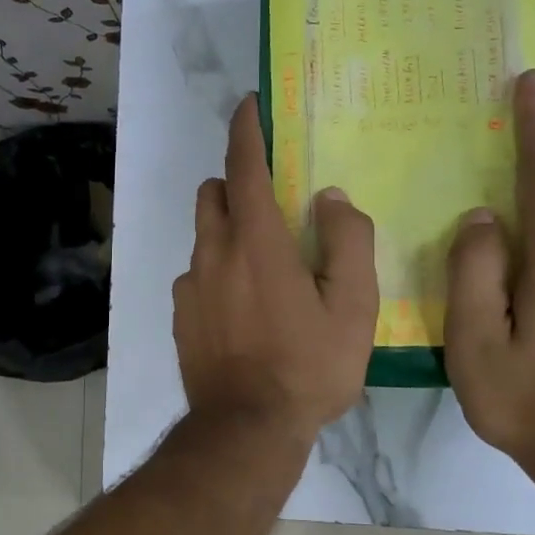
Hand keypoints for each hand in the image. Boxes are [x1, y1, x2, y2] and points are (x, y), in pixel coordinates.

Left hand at [173, 95, 376, 444]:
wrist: (246, 429)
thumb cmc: (308, 367)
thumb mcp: (353, 307)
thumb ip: (347, 242)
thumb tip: (330, 199)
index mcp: (256, 242)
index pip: (244, 166)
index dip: (246, 130)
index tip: (249, 105)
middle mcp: (213, 253)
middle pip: (214, 194)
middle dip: (236, 183)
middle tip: (272, 204)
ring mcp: (190, 286)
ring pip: (203, 235)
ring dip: (227, 229)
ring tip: (263, 265)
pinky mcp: (181, 315)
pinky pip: (197, 274)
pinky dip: (217, 270)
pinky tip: (243, 308)